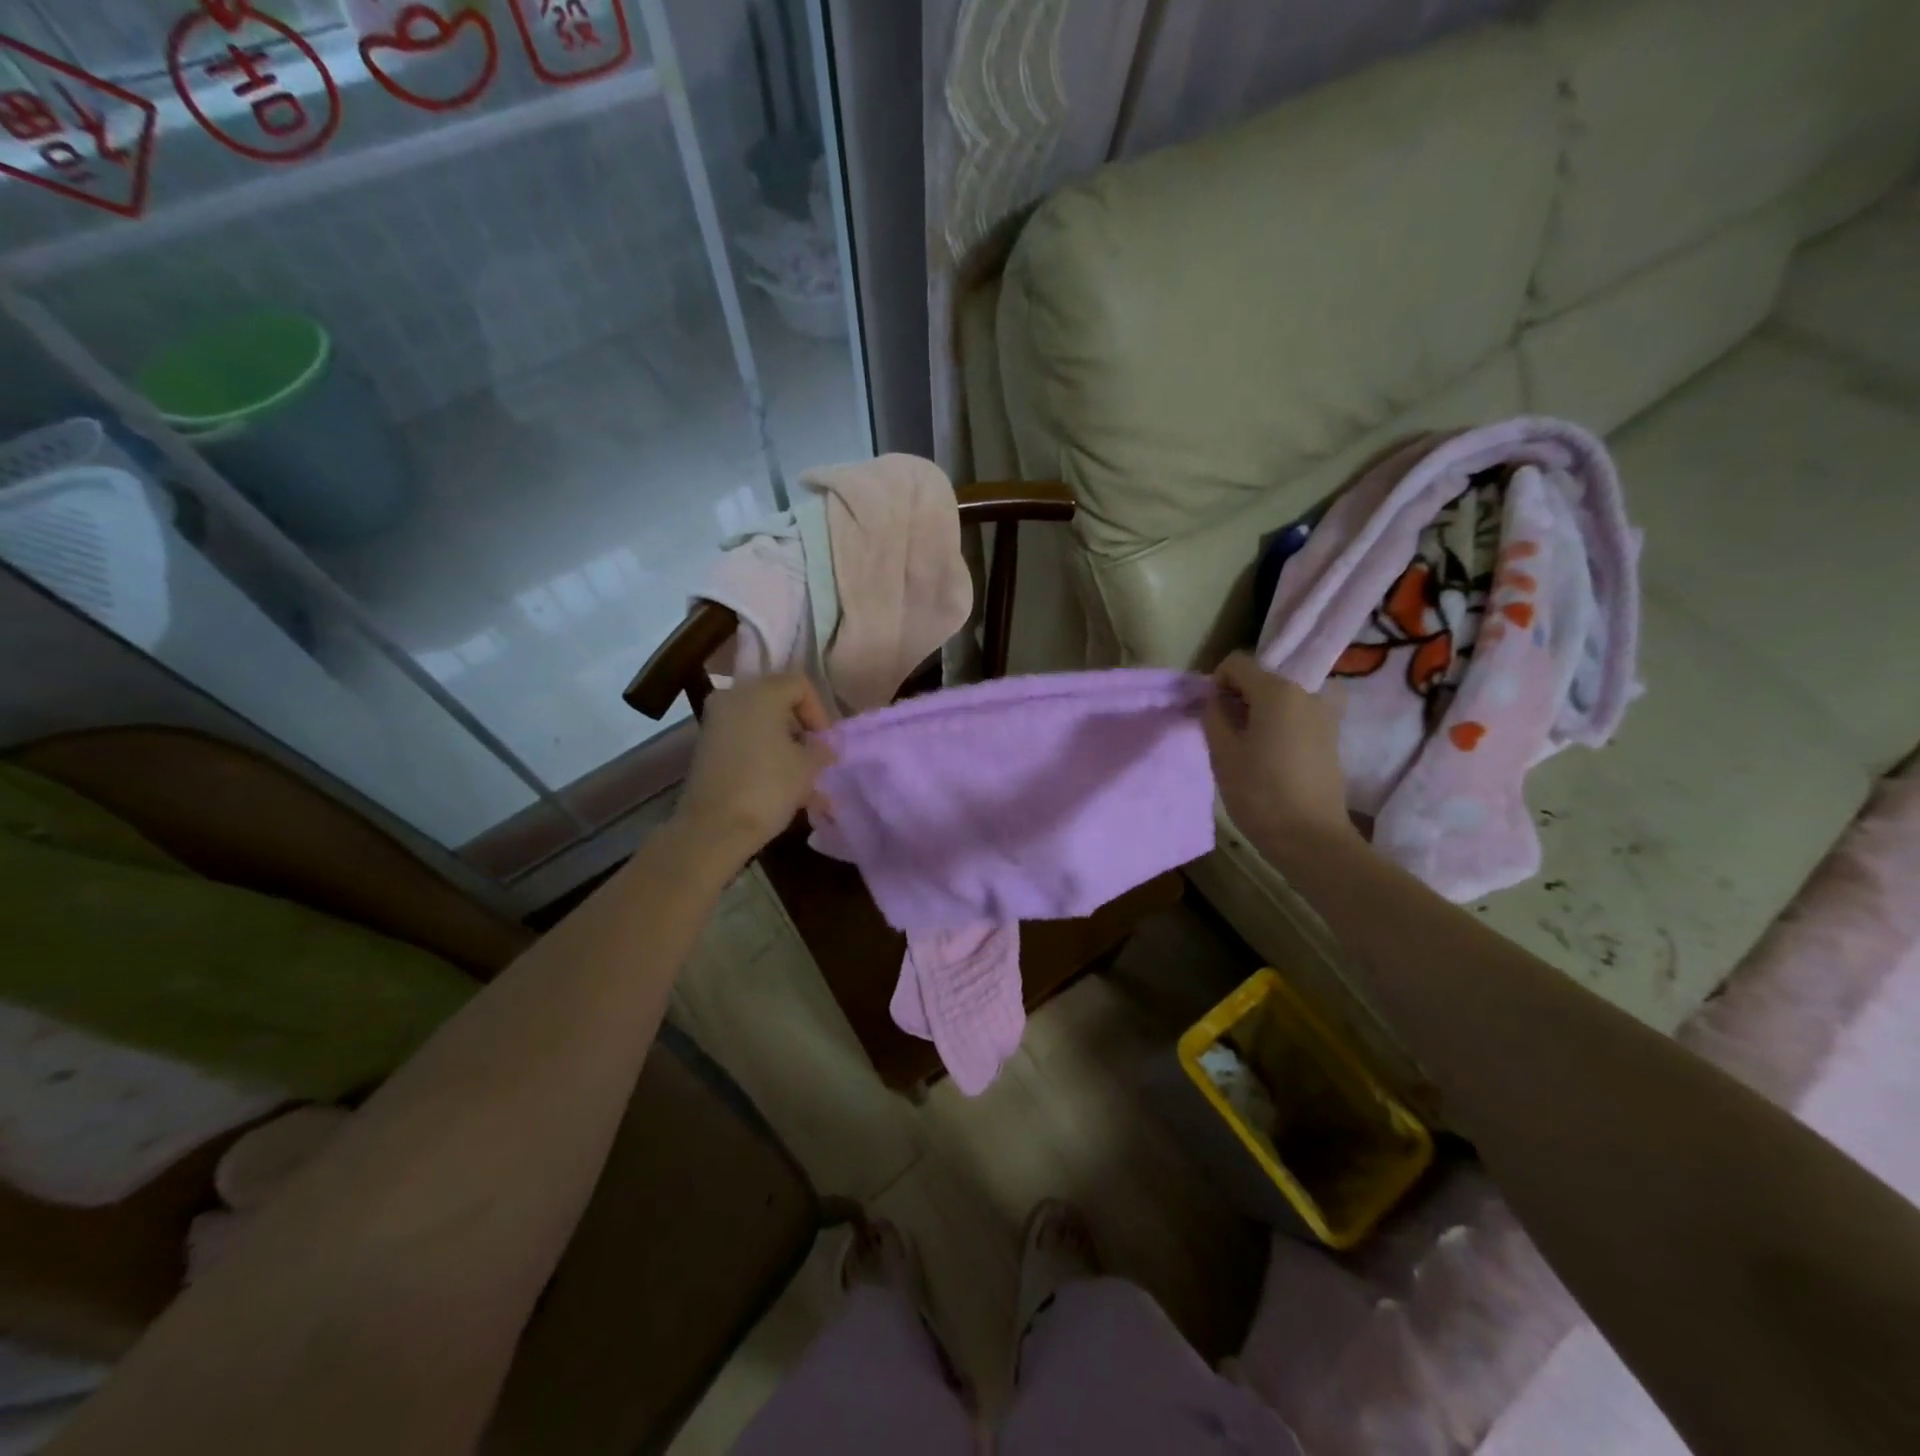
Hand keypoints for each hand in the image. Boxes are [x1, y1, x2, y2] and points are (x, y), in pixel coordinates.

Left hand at [673, 674, 834, 871]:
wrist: (713, 828)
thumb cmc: (768, 787)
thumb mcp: (808, 767)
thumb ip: (822, 749)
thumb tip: (824, 747)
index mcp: (761, 692)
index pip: (800, 685)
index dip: (819, 712)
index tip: (825, 742)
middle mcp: (734, 697)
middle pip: (778, 703)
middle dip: (801, 731)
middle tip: (816, 758)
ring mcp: (716, 723)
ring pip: (761, 727)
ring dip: (785, 749)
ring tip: (806, 785)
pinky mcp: (706, 747)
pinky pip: (745, 743)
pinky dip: (765, 758)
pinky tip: (784, 790)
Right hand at [1202, 652, 1354, 854]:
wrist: (1310, 837)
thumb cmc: (1259, 793)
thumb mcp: (1222, 752)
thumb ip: (1213, 715)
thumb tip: (1215, 699)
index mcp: (1277, 689)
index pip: (1237, 663)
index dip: (1216, 683)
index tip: (1211, 714)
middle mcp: (1307, 690)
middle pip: (1262, 677)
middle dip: (1239, 697)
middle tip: (1226, 732)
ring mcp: (1325, 712)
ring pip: (1281, 696)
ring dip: (1260, 711)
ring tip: (1249, 745)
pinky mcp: (1332, 735)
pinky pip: (1298, 714)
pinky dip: (1280, 724)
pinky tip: (1271, 755)